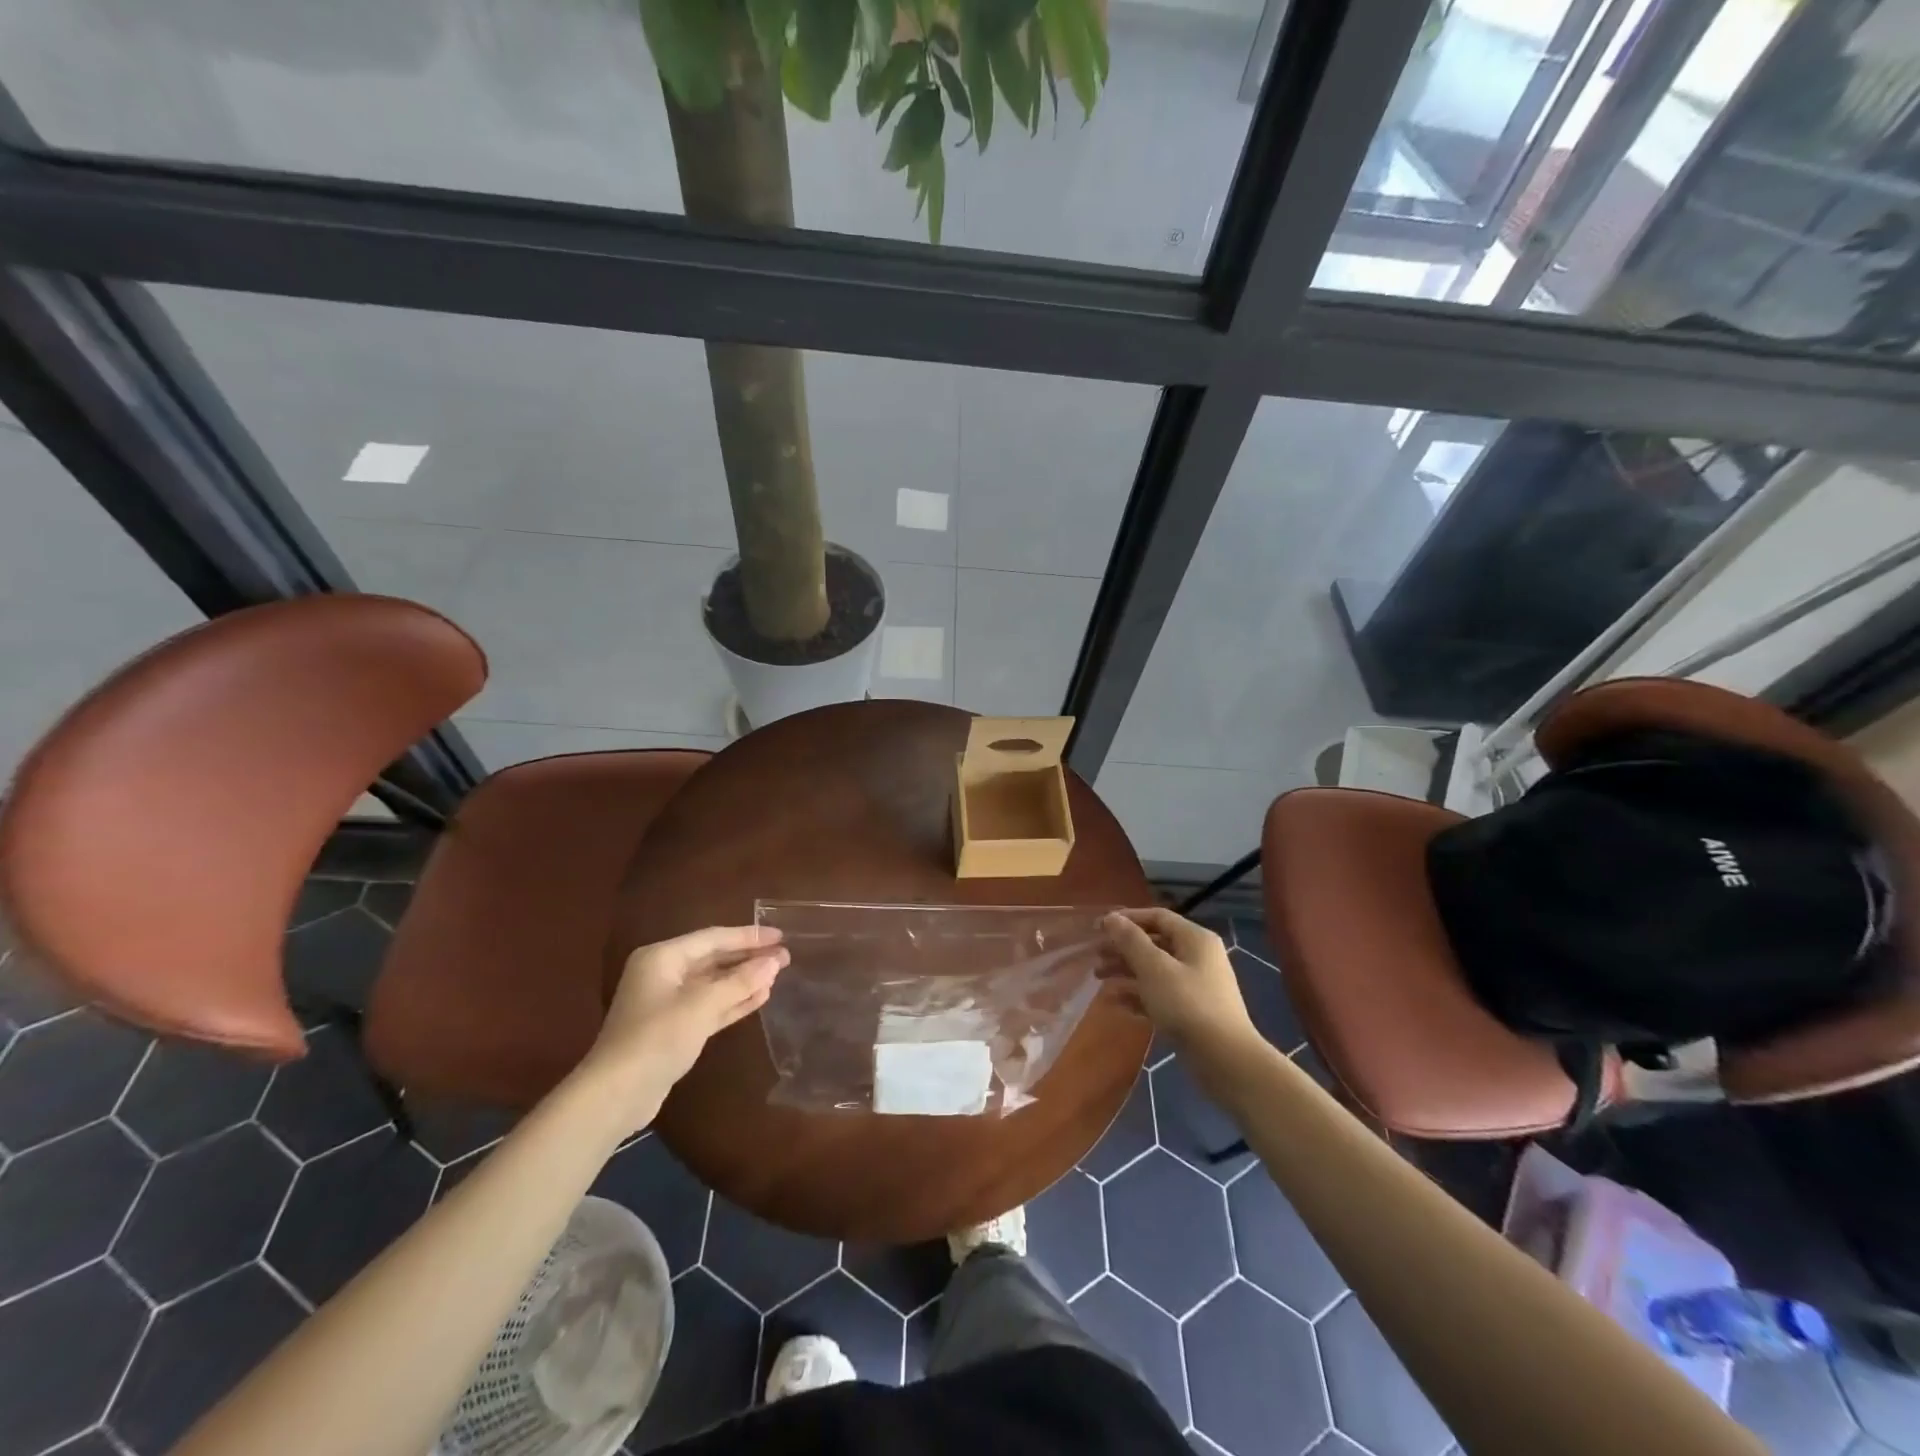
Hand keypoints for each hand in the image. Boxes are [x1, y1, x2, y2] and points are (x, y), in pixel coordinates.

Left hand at [582, 926, 788, 1126]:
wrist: (616, 1095)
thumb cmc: (657, 1038)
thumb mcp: (702, 1006)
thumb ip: (740, 981)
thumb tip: (774, 961)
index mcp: (663, 957)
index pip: (713, 938)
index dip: (748, 936)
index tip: (780, 935)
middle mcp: (664, 974)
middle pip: (714, 959)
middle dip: (749, 958)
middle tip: (785, 955)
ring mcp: (668, 1002)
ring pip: (714, 983)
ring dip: (744, 980)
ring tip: (777, 974)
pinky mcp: (675, 1028)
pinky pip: (710, 1006)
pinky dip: (734, 1001)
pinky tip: (760, 997)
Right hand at [1102, 908, 1257, 1058]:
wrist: (1225, 1060)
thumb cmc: (1187, 1005)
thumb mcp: (1154, 968)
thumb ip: (1130, 941)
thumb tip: (1111, 918)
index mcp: (1195, 938)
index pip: (1157, 917)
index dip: (1127, 919)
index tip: (1099, 928)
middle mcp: (1198, 957)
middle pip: (1154, 943)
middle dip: (1123, 948)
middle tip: (1095, 956)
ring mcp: (1196, 985)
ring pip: (1155, 970)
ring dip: (1126, 972)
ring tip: (1098, 979)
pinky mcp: (1192, 1011)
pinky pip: (1160, 995)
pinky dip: (1138, 996)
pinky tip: (1116, 1003)